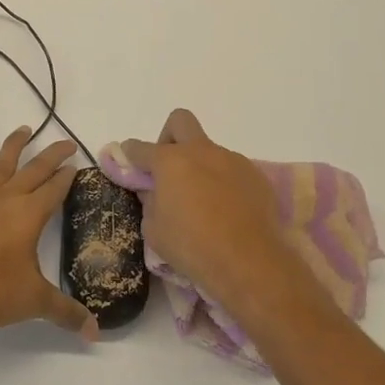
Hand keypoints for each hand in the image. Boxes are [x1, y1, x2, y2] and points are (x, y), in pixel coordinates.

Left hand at [0, 126, 96, 338]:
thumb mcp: (34, 302)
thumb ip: (66, 313)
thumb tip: (96, 333)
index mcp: (29, 215)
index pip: (55, 189)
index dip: (68, 177)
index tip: (78, 165)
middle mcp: (7, 200)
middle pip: (34, 169)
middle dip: (52, 155)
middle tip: (67, 143)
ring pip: (2, 165)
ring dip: (14, 146)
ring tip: (25, 129)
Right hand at [117, 109, 319, 321]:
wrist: (249, 263)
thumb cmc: (193, 247)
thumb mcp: (154, 230)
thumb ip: (150, 202)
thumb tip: (154, 191)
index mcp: (170, 161)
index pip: (139, 148)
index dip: (129, 155)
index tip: (128, 165)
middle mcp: (201, 151)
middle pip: (180, 122)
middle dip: (169, 138)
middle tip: (169, 169)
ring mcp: (232, 160)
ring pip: (209, 150)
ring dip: (200, 167)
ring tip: (203, 203)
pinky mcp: (256, 176)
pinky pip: (232, 171)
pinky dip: (223, 183)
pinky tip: (226, 212)